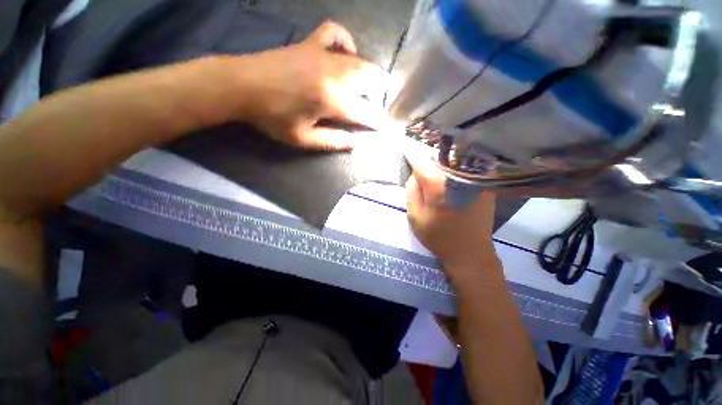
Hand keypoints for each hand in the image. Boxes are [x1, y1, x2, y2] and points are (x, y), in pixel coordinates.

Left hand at [236, 21, 395, 149]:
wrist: (242, 86)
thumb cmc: (273, 117)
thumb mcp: (303, 139)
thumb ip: (333, 141)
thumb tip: (355, 144)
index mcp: (331, 101)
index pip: (363, 112)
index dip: (376, 121)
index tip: (384, 127)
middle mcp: (333, 75)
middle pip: (368, 80)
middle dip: (380, 91)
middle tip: (383, 101)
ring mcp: (322, 55)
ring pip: (358, 59)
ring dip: (370, 72)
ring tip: (375, 82)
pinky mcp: (310, 43)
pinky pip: (335, 33)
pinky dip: (346, 40)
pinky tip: (347, 51)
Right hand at [406, 159, 499, 277]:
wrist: (470, 252)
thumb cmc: (438, 236)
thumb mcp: (414, 216)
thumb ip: (411, 191)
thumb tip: (415, 173)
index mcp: (437, 184)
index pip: (420, 161)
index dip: (412, 160)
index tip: (408, 160)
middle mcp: (458, 176)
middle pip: (437, 158)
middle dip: (427, 163)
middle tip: (422, 173)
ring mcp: (474, 179)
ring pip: (452, 163)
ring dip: (441, 166)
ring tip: (437, 178)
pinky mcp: (484, 185)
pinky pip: (464, 171)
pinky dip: (455, 172)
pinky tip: (452, 185)